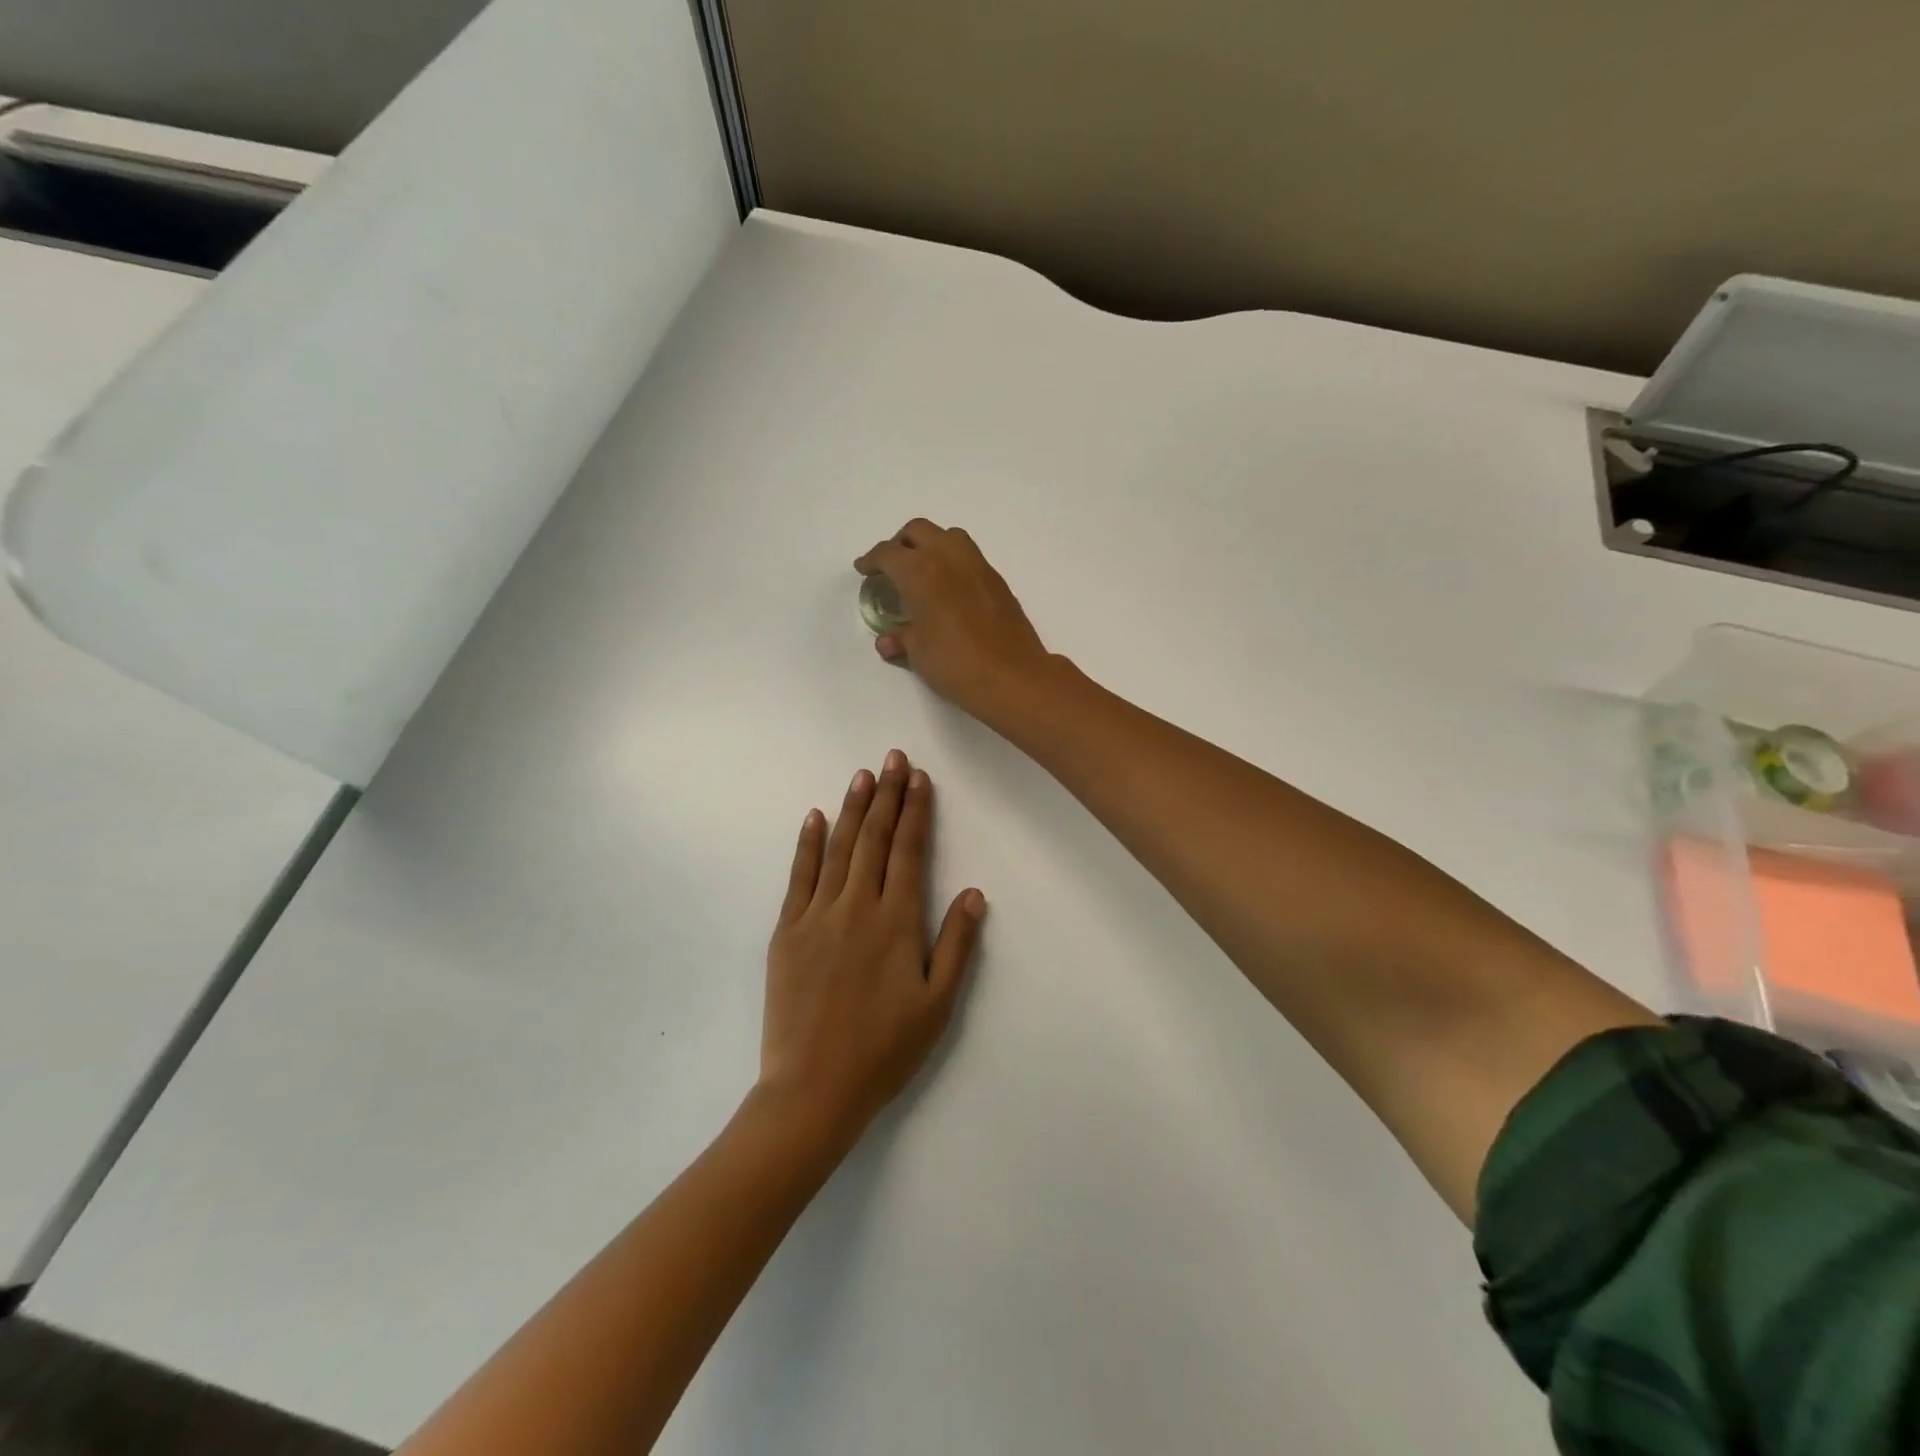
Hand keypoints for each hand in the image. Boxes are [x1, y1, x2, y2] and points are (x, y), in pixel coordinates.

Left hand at [761, 749, 986, 1138]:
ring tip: (862, 775)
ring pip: (838, 848)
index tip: (919, 778)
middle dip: (886, 795)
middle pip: (874, 839)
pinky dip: (808, 843)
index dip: (915, 811)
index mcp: (896, 922)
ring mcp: (817, 915)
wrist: (813, 1088)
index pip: (908, 851)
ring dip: (852, 808)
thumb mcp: (937, 1004)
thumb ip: (956, 944)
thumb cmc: (884, 1050)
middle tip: (893, 758)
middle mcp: (857, 906)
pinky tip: (814, 817)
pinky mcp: (787, 931)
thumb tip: (972, 892)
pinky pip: (799, 876)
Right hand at [855, 519, 1055, 723]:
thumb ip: (901, 638)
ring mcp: (978, 566)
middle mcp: (948, 558)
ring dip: (930, 545)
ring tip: (922, 573)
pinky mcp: (997, 581)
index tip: (864, 569)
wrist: (1012, 676)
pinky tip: (950, 591)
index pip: (888, 553)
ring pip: (948, 536)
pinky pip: (969, 557)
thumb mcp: (919, 653)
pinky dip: (953, 563)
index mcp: (921, 571)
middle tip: (892, 568)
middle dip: (900, 544)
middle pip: (918, 531)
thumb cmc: (956, 663)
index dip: (872, 560)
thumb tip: (888, 641)